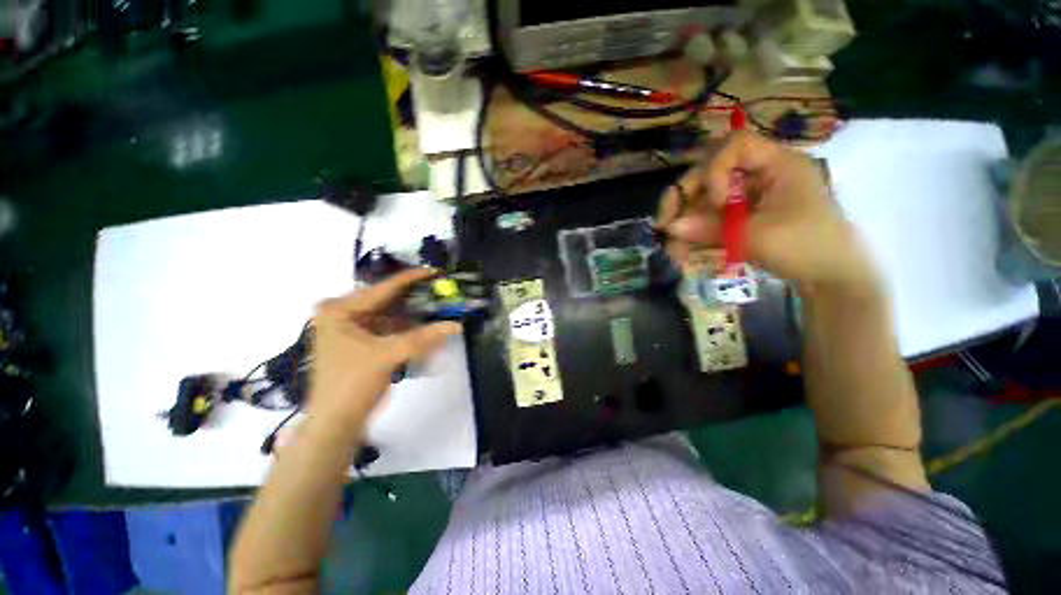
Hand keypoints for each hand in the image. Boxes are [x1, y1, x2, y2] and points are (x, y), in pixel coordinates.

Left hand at [306, 268, 461, 434]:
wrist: (336, 424)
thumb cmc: (353, 384)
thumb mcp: (389, 355)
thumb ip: (424, 337)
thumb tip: (456, 325)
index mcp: (339, 310)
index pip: (382, 289)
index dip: (411, 279)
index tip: (434, 270)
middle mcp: (342, 314)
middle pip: (387, 301)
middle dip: (415, 300)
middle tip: (441, 291)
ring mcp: (350, 328)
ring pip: (390, 316)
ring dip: (414, 317)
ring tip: (438, 308)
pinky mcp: (360, 342)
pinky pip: (389, 329)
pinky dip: (407, 331)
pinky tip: (426, 329)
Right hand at [657, 131, 874, 290]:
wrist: (830, 277)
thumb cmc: (806, 248)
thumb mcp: (757, 237)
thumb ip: (711, 229)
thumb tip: (670, 227)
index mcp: (776, 164)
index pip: (734, 146)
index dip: (714, 170)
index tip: (715, 202)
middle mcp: (757, 175)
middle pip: (709, 172)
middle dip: (683, 198)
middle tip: (664, 225)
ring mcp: (746, 196)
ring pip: (703, 199)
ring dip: (684, 224)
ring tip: (673, 251)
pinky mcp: (740, 217)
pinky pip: (709, 219)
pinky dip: (694, 235)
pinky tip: (683, 253)